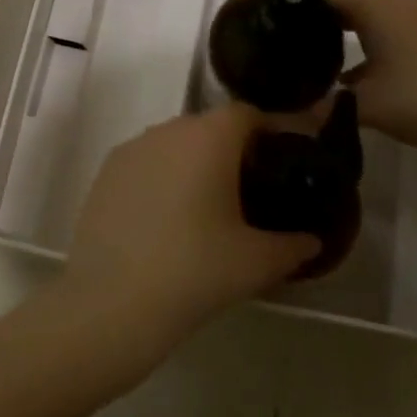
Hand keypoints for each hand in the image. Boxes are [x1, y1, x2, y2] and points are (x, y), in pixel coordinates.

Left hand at [66, 104, 318, 351]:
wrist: (112, 302)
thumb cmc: (195, 271)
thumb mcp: (258, 262)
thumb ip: (293, 245)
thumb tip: (311, 241)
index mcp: (209, 137)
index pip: (247, 114)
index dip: (271, 130)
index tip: (286, 158)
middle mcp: (168, 130)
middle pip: (209, 126)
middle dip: (233, 149)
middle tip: (251, 187)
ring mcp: (131, 150)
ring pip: (174, 144)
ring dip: (194, 163)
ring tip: (208, 205)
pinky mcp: (104, 174)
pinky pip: (145, 164)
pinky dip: (162, 179)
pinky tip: (167, 219)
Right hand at [251, 0, 416, 162]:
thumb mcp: (366, 105)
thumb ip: (324, 103)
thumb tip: (289, 113)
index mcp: (378, 4)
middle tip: (271, 3)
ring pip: (365, 3)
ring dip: (335, 11)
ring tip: (302, 25)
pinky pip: (383, 18)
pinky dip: (359, 28)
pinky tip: (345, 57)